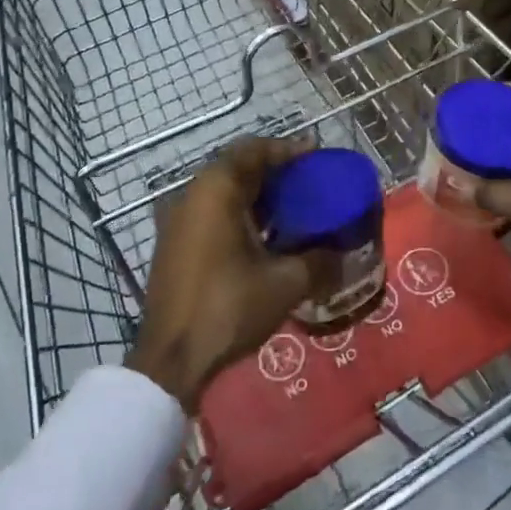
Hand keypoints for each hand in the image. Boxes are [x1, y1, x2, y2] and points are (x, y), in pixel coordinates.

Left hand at [127, 136, 322, 409]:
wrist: (169, 360)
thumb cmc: (227, 307)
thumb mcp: (285, 283)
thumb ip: (319, 261)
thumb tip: (342, 254)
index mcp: (216, 189)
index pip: (254, 149)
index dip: (287, 149)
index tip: (316, 155)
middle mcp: (193, 194)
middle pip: (238, 167)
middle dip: (275, 172)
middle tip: (309, 182)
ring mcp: (179, 220)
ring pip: (224, 192)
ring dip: (257, 195)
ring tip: (294, 209)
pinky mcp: (174, 245)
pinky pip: (212, 213)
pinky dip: (239, 214)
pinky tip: (265, 238)